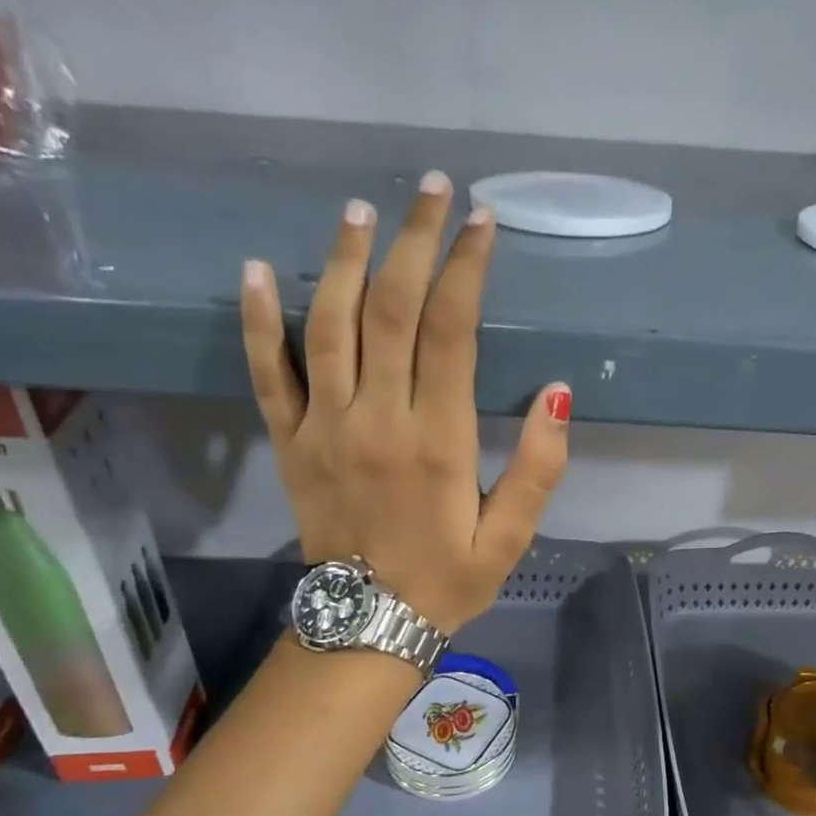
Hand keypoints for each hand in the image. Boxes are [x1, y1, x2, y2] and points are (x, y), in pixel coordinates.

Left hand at [241, 173, 570, 633]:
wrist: (367, 624)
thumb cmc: (448, 580)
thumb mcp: (512, 538)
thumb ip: (540, 467)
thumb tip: (558, 393)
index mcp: (437, 441)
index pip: (451, 331)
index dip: (466, 269)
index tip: (482, 223)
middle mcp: (377, 419)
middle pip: (391, 309)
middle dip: (414, 242)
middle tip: (432, 190)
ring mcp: (324, 427)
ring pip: (329, 325)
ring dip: (346, 260)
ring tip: (363, 210)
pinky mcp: (290, 442)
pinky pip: (268, 373)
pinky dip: (258, 320)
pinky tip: (259, 269)